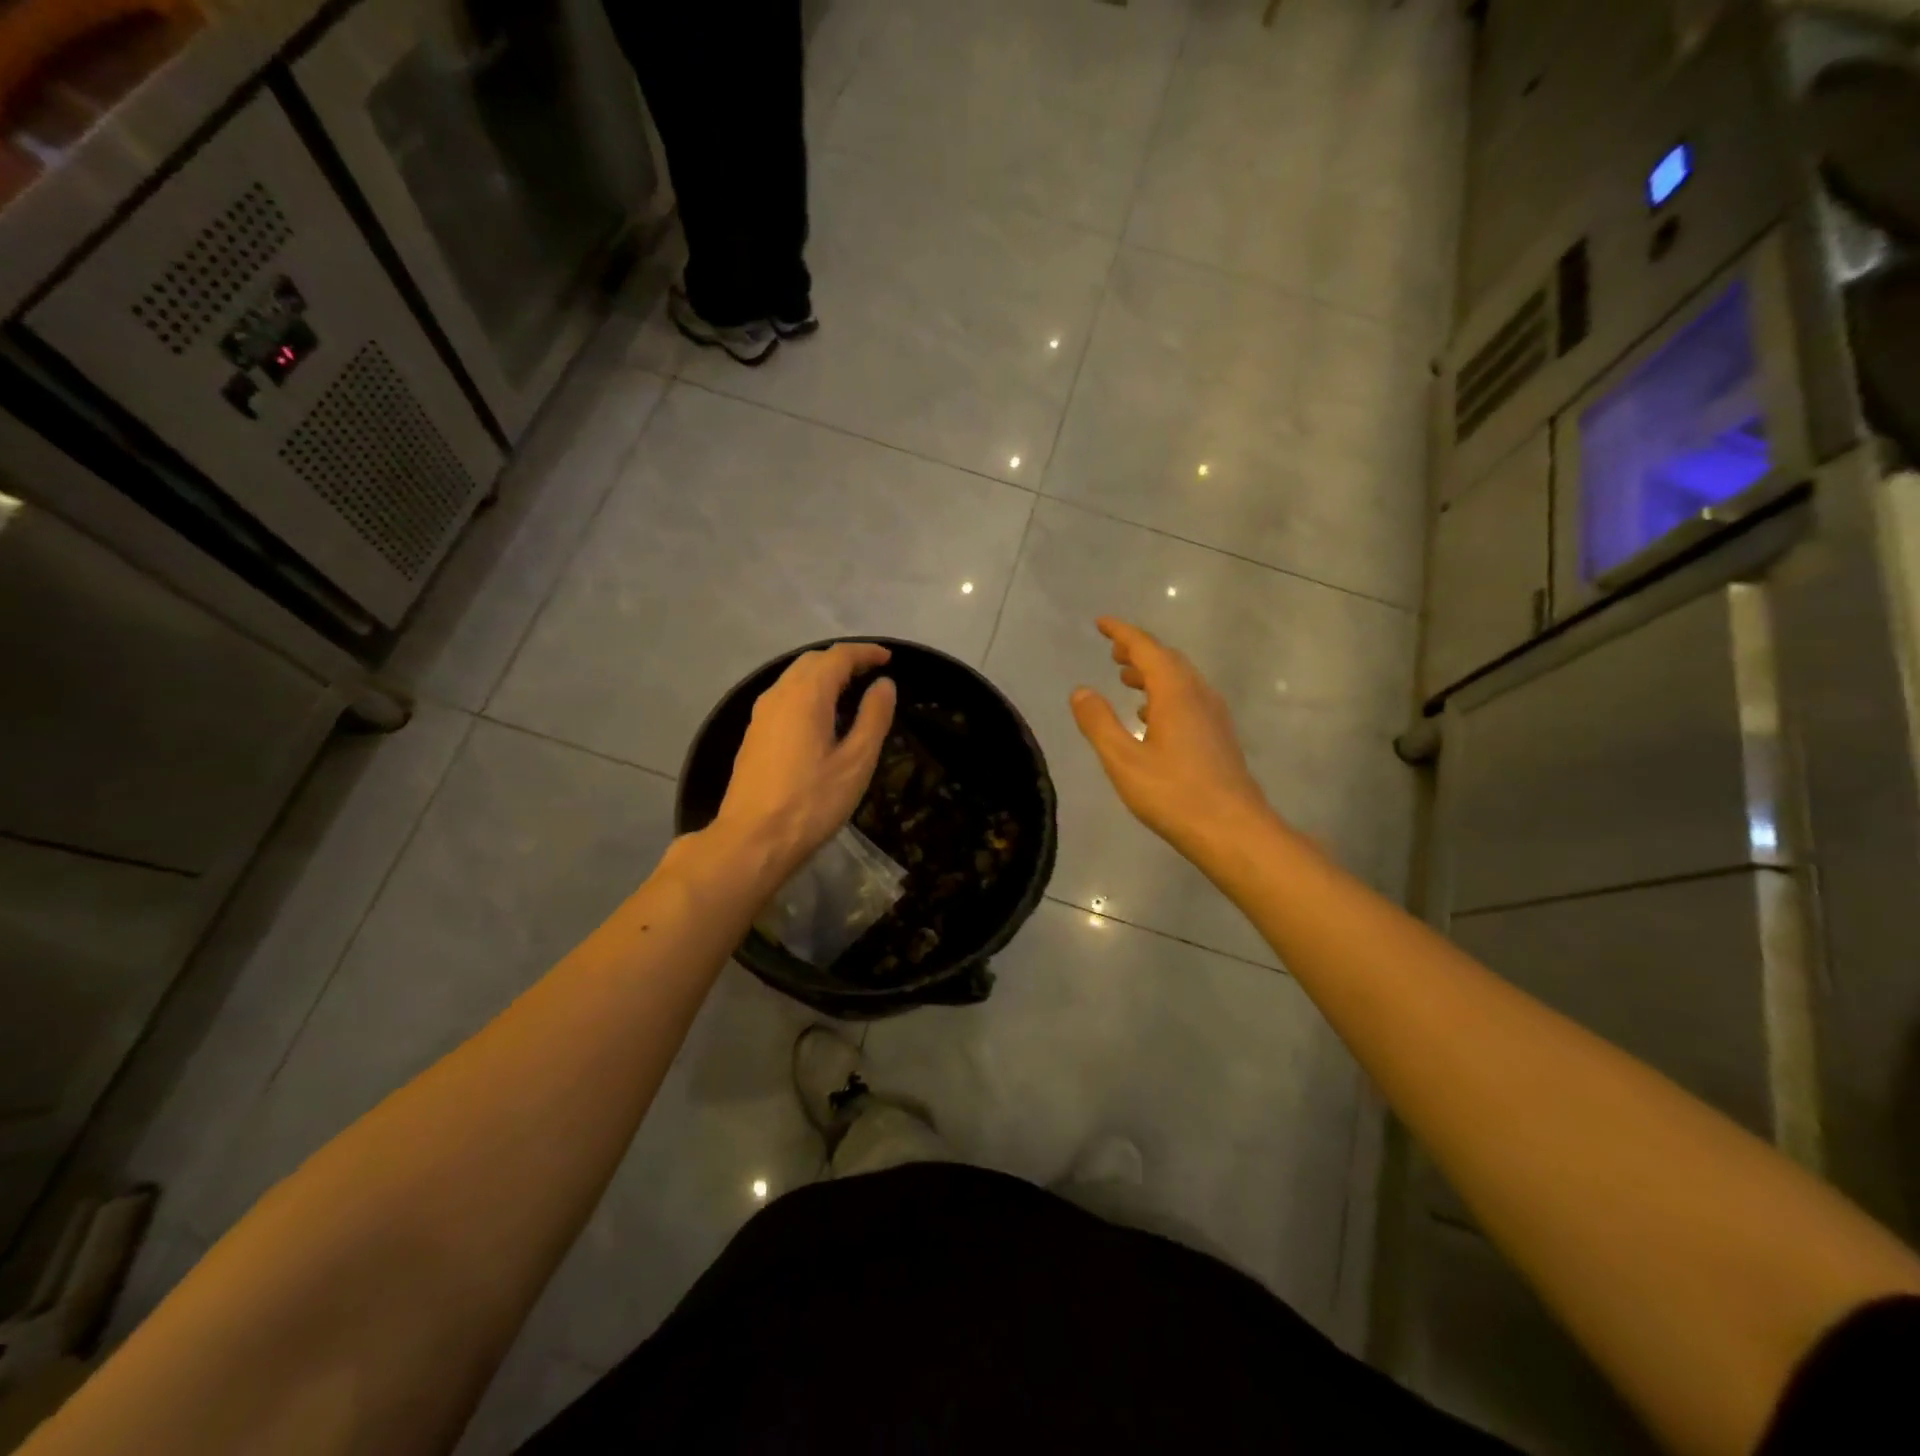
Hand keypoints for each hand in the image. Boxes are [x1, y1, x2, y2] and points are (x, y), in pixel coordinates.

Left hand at [714, 642, 897, 877]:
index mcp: (806, 695)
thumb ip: (873, 718)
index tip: (888, 658)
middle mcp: (778, 695)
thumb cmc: (811, 802)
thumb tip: (884, 685)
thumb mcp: (855, 763)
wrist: (752, 840)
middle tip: (872, 673)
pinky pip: (784, 697)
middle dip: (844, 660)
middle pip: (812, 661)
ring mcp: (761, 714)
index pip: (838, 657)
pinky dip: (808, 692)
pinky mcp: (754, 734)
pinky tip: (822, 717)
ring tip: (851, 692)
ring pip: (794, 678)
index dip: (865, 653)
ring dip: (824, 675)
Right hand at [1070, 618, 1273, 858]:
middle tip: (1113, 652)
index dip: (1122, 633)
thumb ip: (1099, 723)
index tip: (1102, 623)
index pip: (1147, 648)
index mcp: (1175, 693)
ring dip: (1153, 673)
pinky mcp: (1220, 736)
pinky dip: (1166, 694)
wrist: (1233, 830)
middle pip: (1168, 660)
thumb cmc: (1173, 794)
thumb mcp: (1123, 760)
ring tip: (1127, 679)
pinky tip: (1153, 717)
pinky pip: (1190, 699)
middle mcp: (1199, 695)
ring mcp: (1214, 716)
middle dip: (1139, 651)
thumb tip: (1081, 691)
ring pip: (1181, 680)